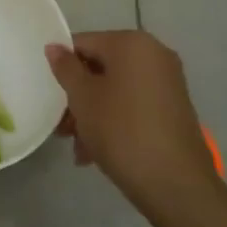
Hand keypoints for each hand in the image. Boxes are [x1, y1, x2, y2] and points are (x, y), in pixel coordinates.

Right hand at [46, 31, 217, 211]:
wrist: (175, 184)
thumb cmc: (121, 131)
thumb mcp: (83, 98)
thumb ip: (66, 68)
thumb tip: (54, 47)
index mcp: (132, 43)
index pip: (83, 43)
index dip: (63, 68)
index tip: (50, 97)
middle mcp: (154, 54)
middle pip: (100, 68)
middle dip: (78, 97)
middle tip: (62, 128)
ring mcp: (167, 82)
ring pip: (116, 89)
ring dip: (92, 114)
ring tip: (78, 149)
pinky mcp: (174, 108)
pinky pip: (133, 104)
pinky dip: (114, 121)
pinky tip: (97, 153)